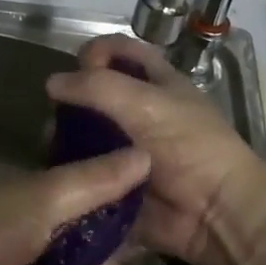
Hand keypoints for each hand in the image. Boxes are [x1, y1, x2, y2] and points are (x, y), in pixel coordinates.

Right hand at [46, 36, 265, 264]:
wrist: (215, 214)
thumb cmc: (188, 146)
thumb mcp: (145, 104)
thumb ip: (96, 86)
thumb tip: (51, 83)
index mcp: (155, 82)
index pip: (118, 50)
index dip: (95, 52)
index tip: (79, 69)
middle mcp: (138, 110)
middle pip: (92, 93)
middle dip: (70, 101)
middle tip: (58, 116)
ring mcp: (125, 147)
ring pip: (82, 133)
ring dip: (64, 138)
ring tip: (53, 149)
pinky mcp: (115, 180)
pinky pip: (84, 170)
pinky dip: (70, 170)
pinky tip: (58, 172)